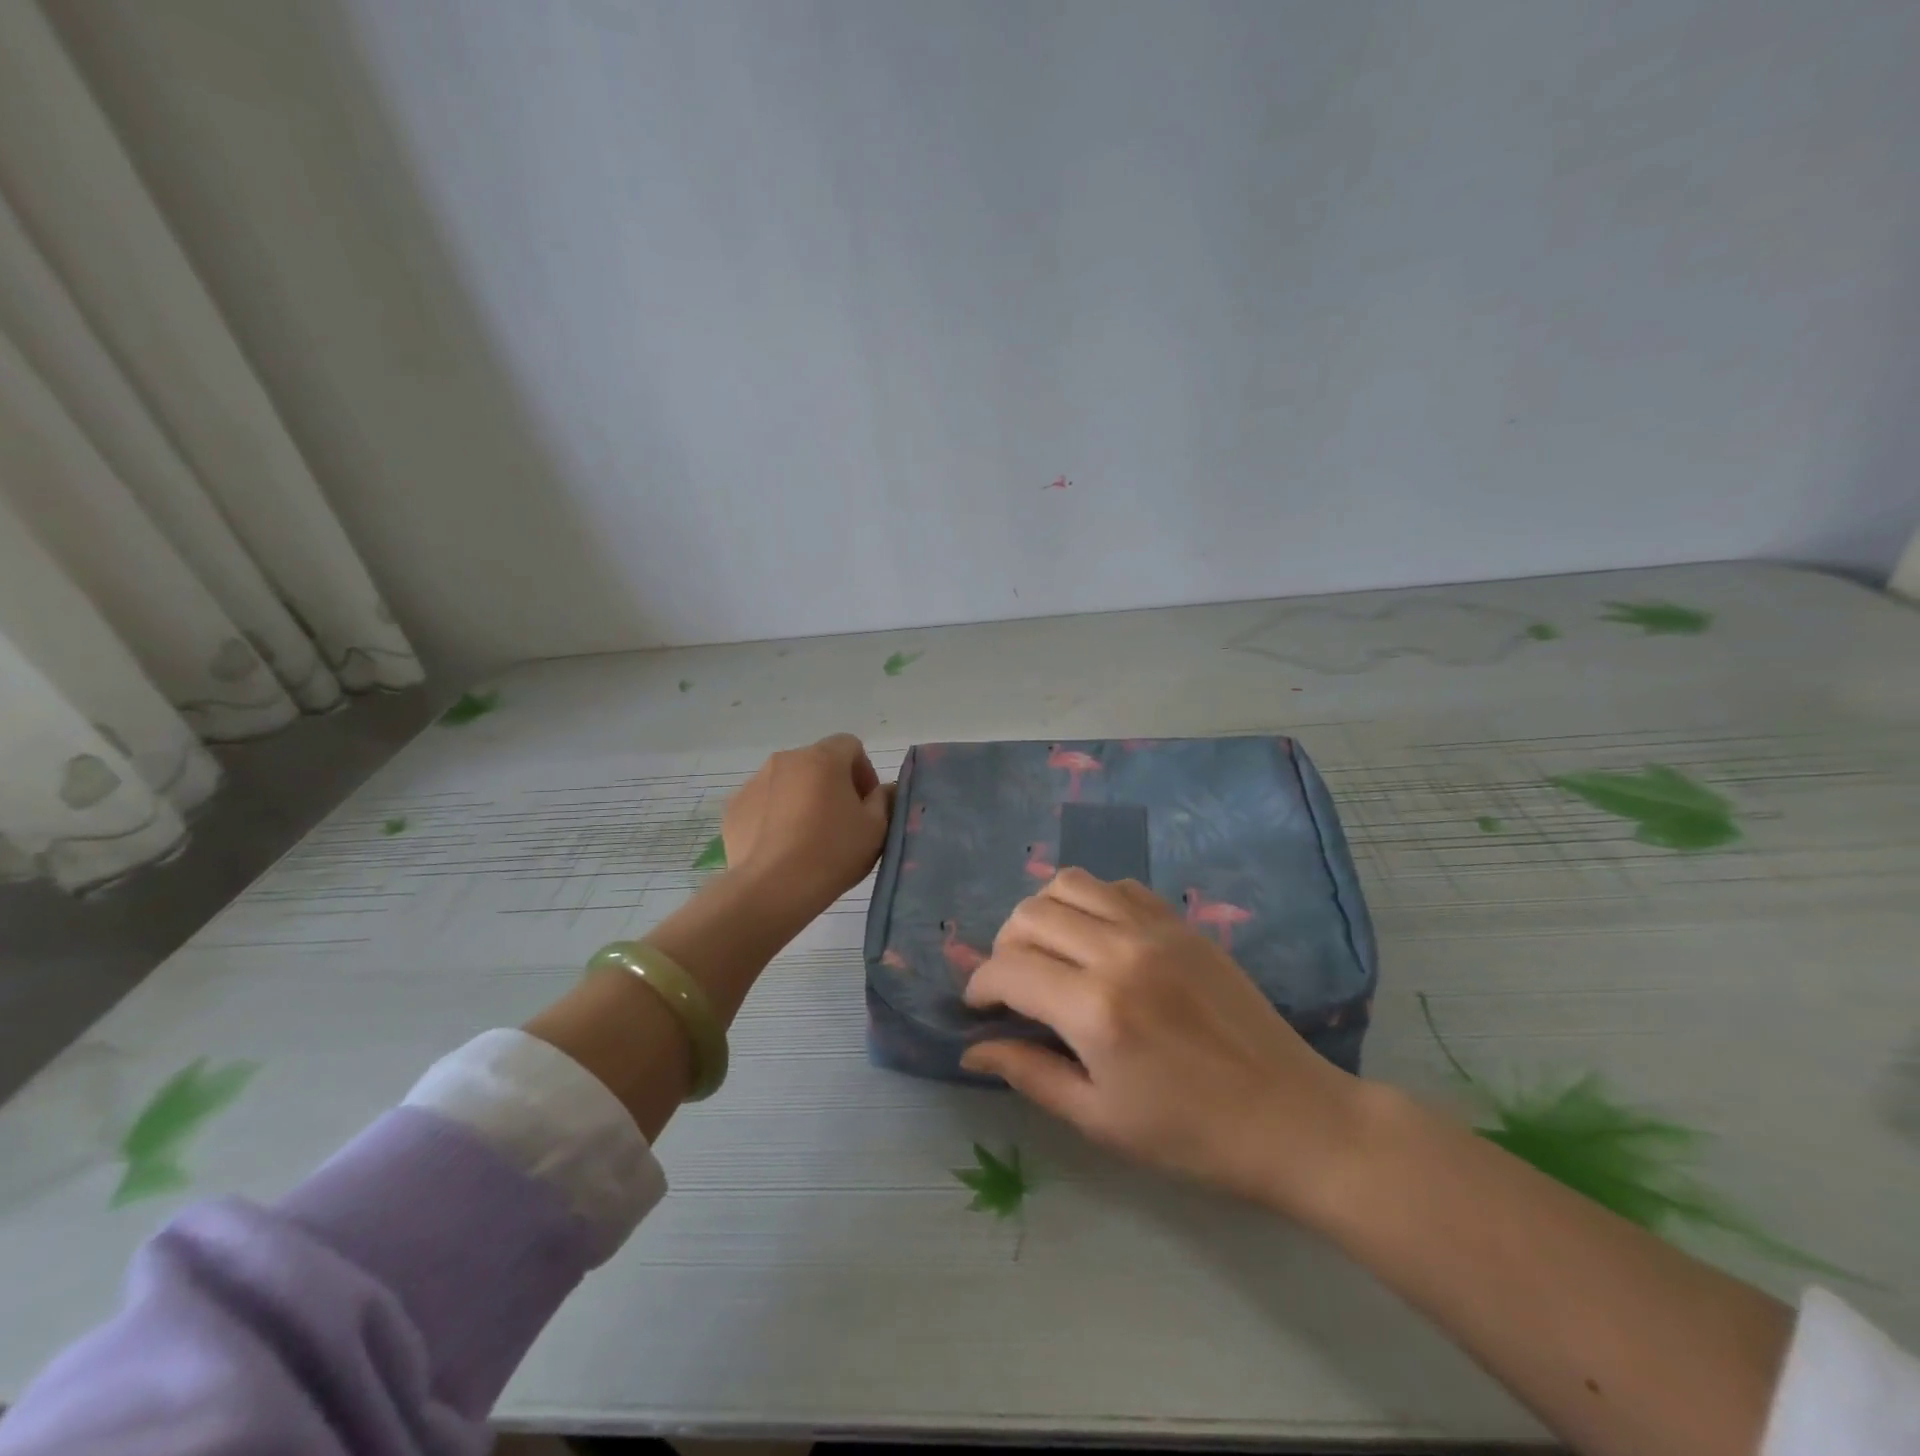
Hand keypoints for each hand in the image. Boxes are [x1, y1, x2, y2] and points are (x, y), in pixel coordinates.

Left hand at [721, 733, 892, 909]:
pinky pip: (764, 803)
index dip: (864, 771)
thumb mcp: (876, 828)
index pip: (850, 745)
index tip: (866, 803)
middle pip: (817, 762)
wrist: (772, 889)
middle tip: (841, 821)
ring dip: (802, 798)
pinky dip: (775, 816)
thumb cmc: (832, 853)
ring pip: (788, 782)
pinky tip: (782, 846)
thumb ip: (884, 800)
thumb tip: (883, 790)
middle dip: (832, 784)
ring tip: (808, 837)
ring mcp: (755, 782)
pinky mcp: (734, 807)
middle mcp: (786, 760)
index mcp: (823, 758)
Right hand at [960, 868, 1373, 1219]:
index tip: (979, 1007)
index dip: (980, 985)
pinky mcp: (1180, 923)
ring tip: (1048, 951)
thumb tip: (973, 1049)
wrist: (1291, 1117)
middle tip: (1013, 985)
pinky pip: (1116, 886)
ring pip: (1069, 883)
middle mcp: (1118, 951)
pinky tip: (1096, 937)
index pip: (1008, 969)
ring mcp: (1154, 928)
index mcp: (1095, 1008)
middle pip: (1030, 914)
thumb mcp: (1099, 1119)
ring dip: (1042, 913)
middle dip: (1004, 947)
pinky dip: (1090, 901)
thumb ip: (1029, 1073)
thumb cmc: (1190, 1135)